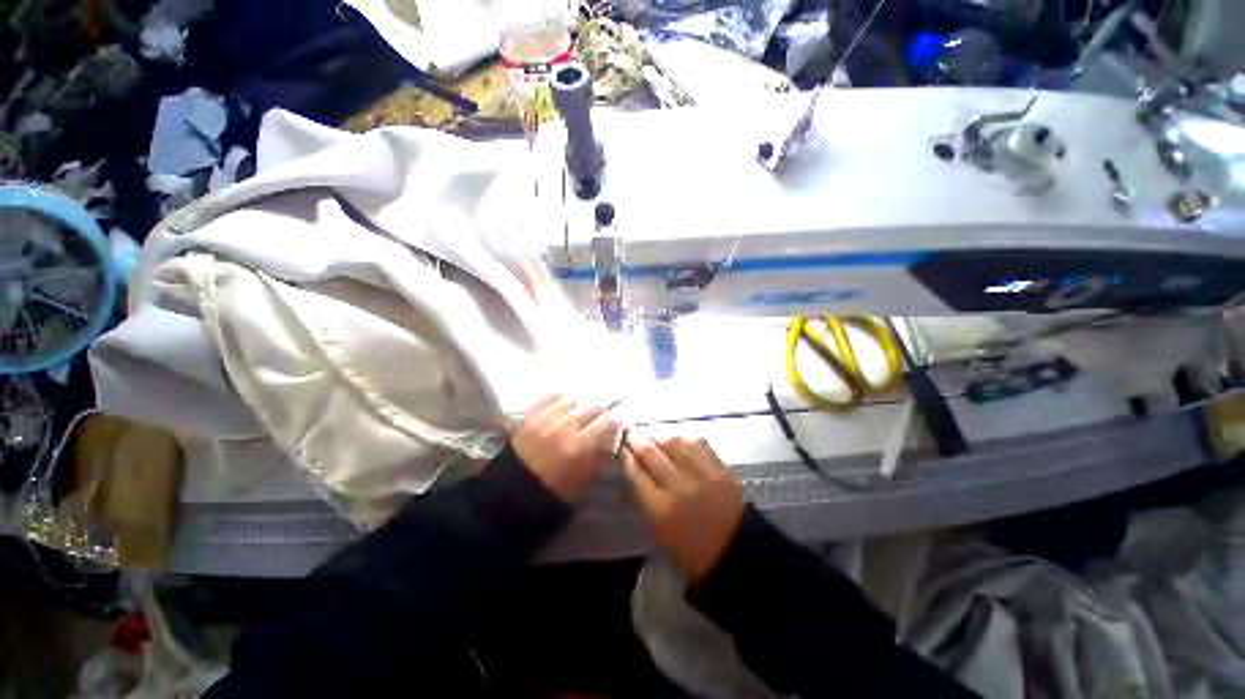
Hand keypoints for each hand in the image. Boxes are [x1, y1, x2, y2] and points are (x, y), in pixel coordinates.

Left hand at [512, 393, 620, 501]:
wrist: (514, 489)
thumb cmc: (554, 488)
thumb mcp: (584, 478)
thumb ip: (600, 454)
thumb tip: (613, 435)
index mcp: (579, 447)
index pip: (607, 422)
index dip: (618, 416)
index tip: (623, 414)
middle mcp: (565, 427)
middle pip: (593, 405)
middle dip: (608, 400)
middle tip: (617, 396)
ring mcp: (546, 418)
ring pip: (573, 397)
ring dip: (586, 397)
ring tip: (591, 398)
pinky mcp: (531, 414)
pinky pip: (551, 395)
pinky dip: (562, 395)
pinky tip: (568, 398)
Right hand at [624, 435, 744, 581]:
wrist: (734, 551)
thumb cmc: (690, 549)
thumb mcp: (658, 532)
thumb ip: (641, 502)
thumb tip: (625, 482)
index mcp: (661, 510)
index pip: (636, 473)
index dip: (626, 457)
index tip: (620, 448)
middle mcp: (679, 488)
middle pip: (651, 454)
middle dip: (636, 440)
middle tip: (630, 434)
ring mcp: (701, 475)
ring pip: (674, 443)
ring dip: (658, 435)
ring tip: (651, 435)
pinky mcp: (720, 468)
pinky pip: (697, 442)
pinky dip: (683, 437)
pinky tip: (676, 439)